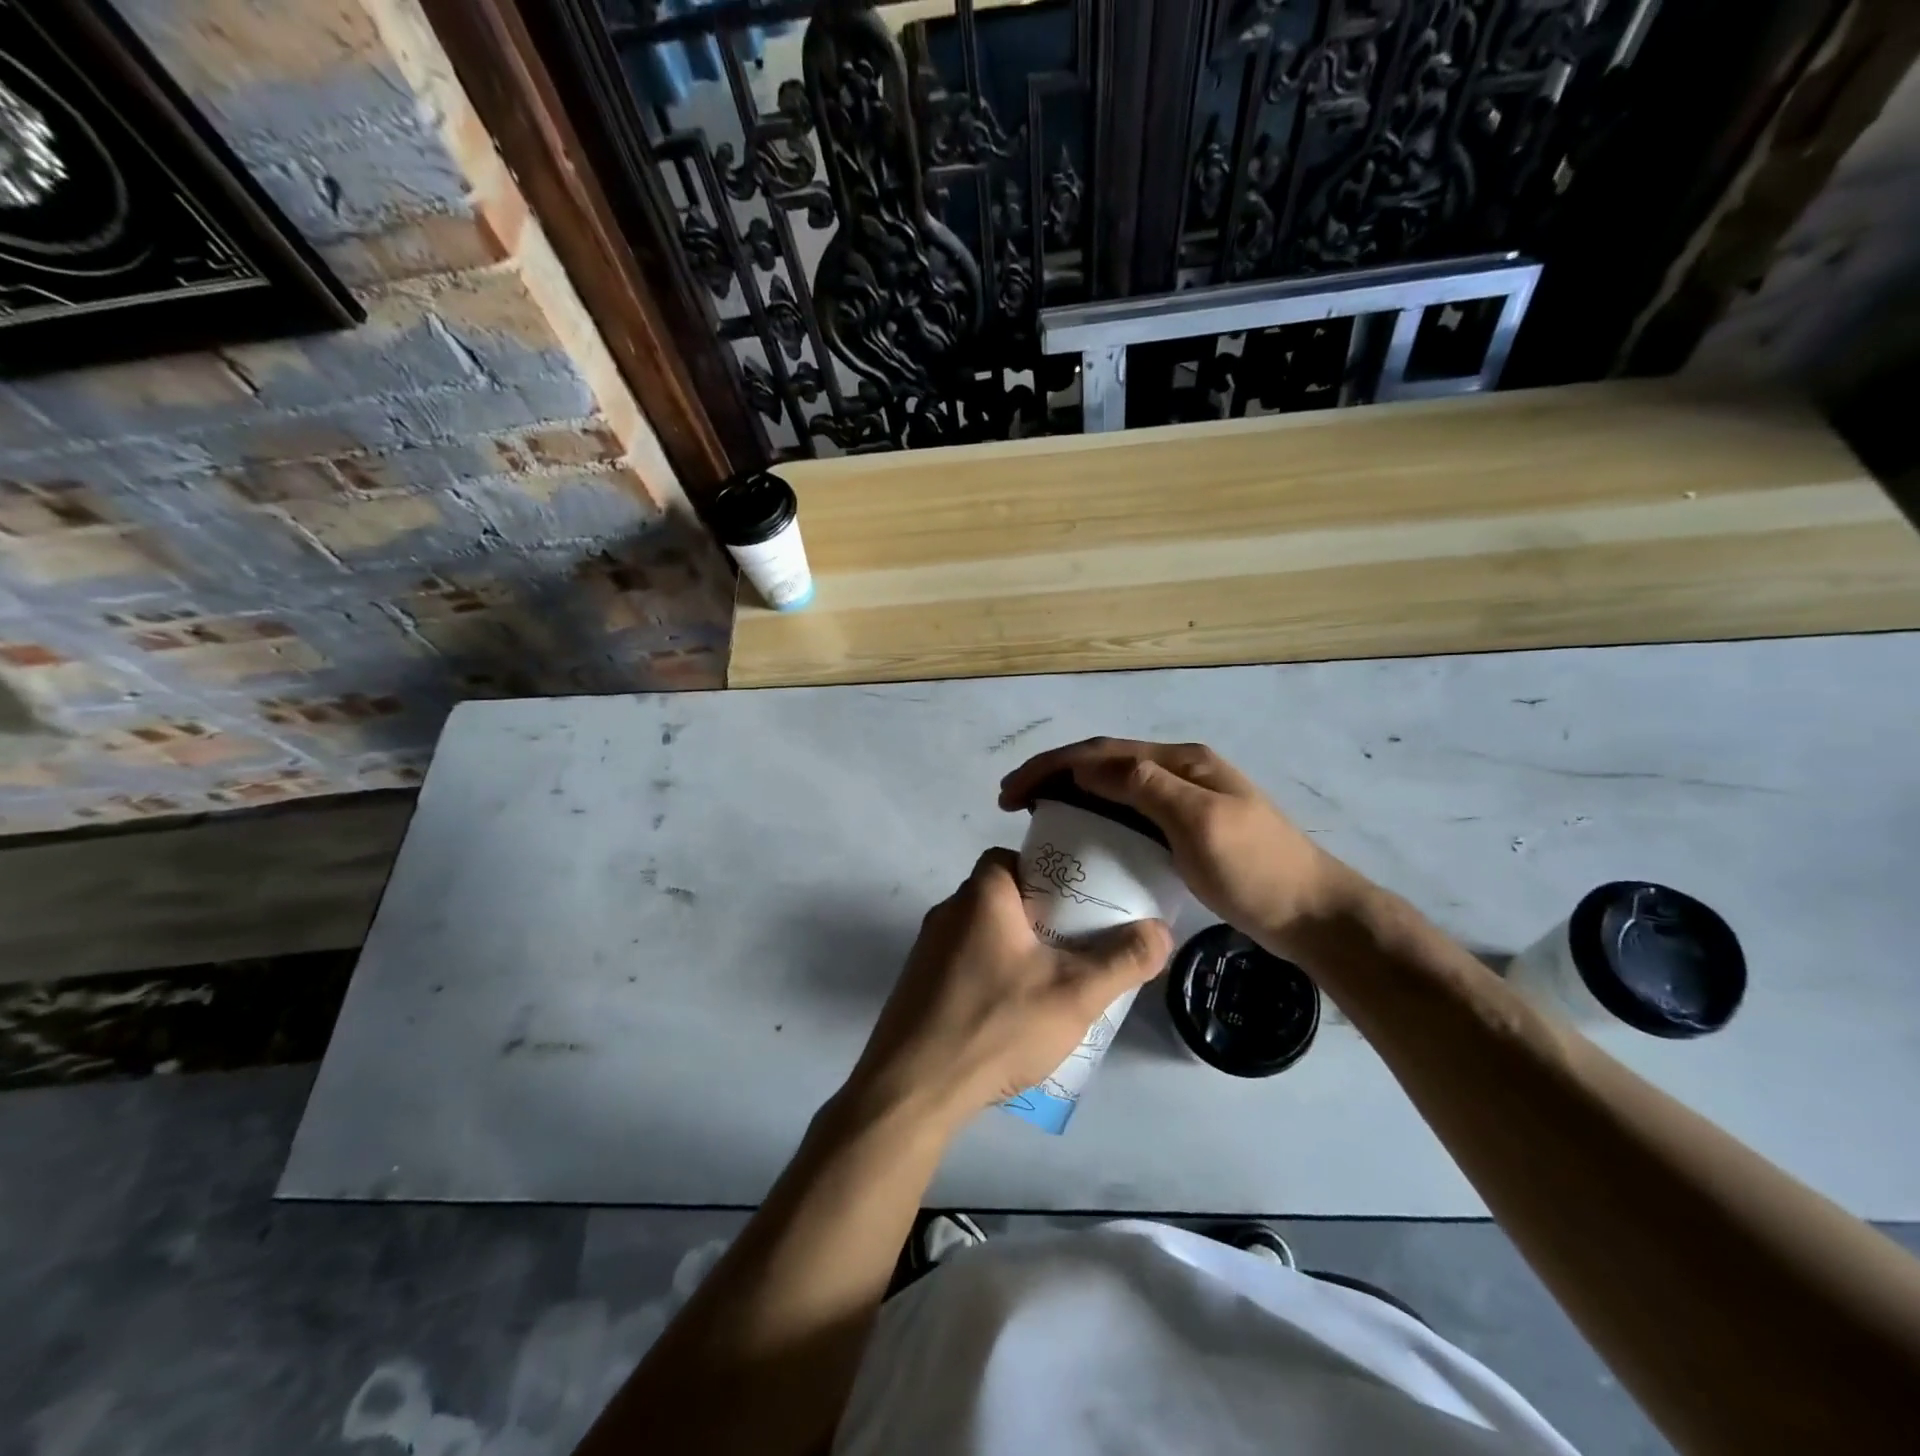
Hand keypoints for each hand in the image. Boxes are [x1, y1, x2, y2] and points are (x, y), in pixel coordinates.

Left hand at [844, 849, 1171, 1128]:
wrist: (913, 1089)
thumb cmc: (996, 1025)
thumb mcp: (1074, 994)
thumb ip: (1122, 960)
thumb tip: (1161, 930)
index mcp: (981, 896)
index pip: (1013, 857)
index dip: (1048, 872)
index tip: (1078, 901)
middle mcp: (948, 912)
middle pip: (1002, 896)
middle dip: (1041, 915)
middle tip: (1077, 944)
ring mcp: (927, 950)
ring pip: (984, 933)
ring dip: (1017, 948)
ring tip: (1053, 981)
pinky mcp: (918, 985)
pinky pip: (965, 964)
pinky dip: (992, 974)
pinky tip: (1013, 1013)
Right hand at [999, 738, 1354, 950]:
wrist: (1312, 914)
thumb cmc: (1256, 869)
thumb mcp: (1199, 822)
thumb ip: (1145, 787)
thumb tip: (1087, 766)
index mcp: (1181, 762)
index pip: (1102, 752)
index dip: (1052, 765)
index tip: (1011, 792)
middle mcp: (1179, 772)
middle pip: (1104, 762)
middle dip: (1054, 773)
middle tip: (1012, 800)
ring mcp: (1184, 801)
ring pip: (1114, 786)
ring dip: (1071, 791)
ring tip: (1035, 812)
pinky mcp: (1185, 830)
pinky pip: (1128, 812)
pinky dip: (1096, 814)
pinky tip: (1081, 832)